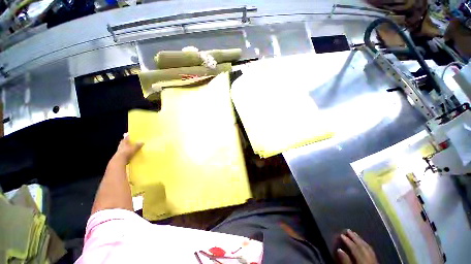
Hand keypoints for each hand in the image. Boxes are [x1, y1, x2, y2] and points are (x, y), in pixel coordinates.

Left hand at [114, 133, 143, 163]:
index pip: (126, 137)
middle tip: (133, 142)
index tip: (132, 135)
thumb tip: (142, 142)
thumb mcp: (134, 148)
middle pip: (125, 143)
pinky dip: (127, 153)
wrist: (119, 161)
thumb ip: (138, 145)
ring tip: (133, 148)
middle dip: (128, 142)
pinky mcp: (120, 156)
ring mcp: (120, 151)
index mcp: (124, 142)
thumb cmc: (127, 152)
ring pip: (124, 148)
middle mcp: (121, 145)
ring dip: (127, 148)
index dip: (129, 136)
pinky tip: (131, 154)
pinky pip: (125, 153)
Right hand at [337, 229, 377, 263]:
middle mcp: (371, 259)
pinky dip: (366, 245)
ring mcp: (375, 261)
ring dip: (361, 240)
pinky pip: (372, 252)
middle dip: (355, 238)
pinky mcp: (376, 262)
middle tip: (348, 230)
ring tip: (355, 234)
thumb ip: (346, 262)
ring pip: (369, 248)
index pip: (356, 249)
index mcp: (364, 262)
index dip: (348, 241)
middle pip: (363, 247)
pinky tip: (363, 243)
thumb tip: (339, 249)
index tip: (341, 234)